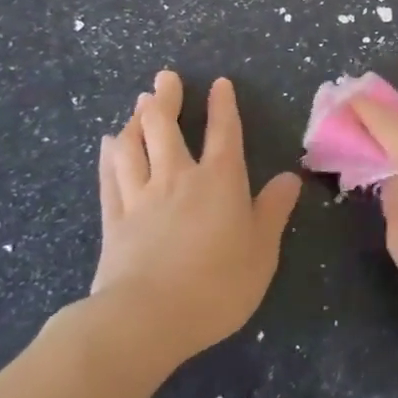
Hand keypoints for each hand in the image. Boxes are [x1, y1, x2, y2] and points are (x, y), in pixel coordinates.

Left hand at [92, 70, 300, 362]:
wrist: (146, 319)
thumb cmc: (217, 284)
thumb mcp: (262, 250)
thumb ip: (273, 210)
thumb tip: (289, 177)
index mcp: (220, 181)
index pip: (223, 132)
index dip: (223, 105)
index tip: (218, 83)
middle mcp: (178, 178)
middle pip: (167, 128)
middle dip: (166, 99)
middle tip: (164, 78)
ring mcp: (141, 198)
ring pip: (134, 147)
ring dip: (136, 121)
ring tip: (138, 103)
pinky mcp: (114, 221)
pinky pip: (110, 178)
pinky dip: (109, 156)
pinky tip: (108, 144)